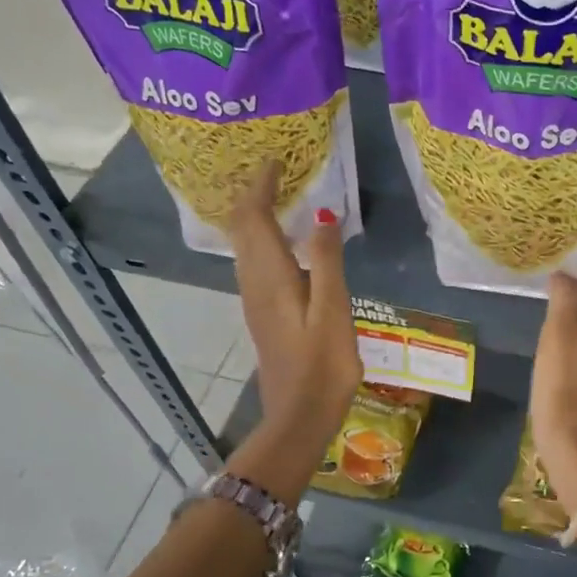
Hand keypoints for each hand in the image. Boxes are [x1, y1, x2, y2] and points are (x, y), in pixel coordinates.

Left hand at [226, 166, 360, 453]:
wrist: (299, 416)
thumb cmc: (323, 366)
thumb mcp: (333, 310)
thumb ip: (327, 261)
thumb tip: (323, 215)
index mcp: (271, 276)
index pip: (253, 217)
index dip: (260, 185)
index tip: (275, 160)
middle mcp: (254, 283)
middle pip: (243, 228)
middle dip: (254, 195)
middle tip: (279, 173)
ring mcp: (255, 301)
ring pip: (246, 246)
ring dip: (257, 216)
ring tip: (282, 198)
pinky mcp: (263, 315)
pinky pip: (255, 263)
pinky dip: (264, 240)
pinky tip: (287, 244)